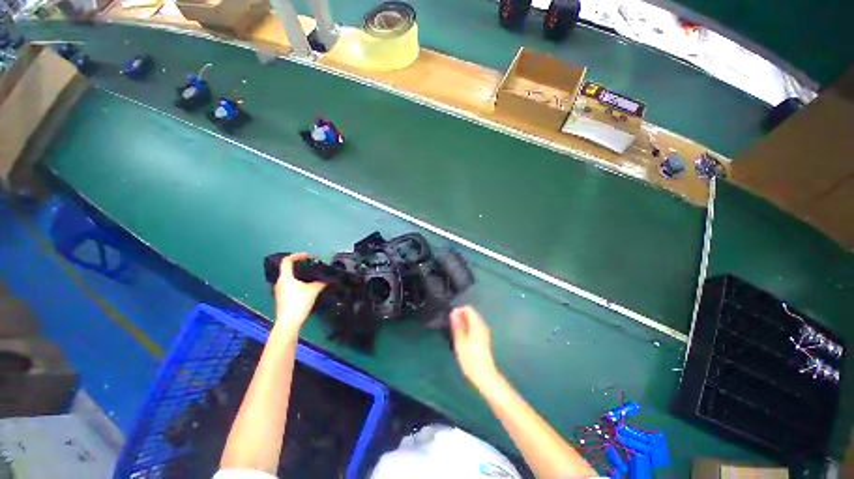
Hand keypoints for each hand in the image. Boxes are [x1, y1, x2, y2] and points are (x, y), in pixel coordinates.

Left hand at [274, 253, 326, 332]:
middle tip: (312, 266)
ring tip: (312, 277)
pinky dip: (298, 283)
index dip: (297, 255)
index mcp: (285, 277)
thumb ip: (321, 282)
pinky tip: (307, 288)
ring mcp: (279, 291)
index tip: (308, 256)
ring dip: (299, 276)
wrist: (289, 322)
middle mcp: (280, 282)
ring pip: (289, 279)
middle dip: (300, 266)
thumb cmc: (299, 303)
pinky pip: (290, 286)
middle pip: (288, 269)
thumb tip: (329, 279)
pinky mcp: (282, 299)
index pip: (287, 261)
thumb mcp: (313, 290)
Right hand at [450, 306, 499, 388]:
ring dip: (463, 323)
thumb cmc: (471, 359)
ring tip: (455, 334)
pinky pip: (474, 327)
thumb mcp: (460, 342)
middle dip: (460, 317)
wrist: (485, 376)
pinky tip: (461, 339)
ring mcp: (484, 332)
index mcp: (477, 324)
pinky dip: (467, 328)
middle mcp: (482, 325)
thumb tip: (453, 312)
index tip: (450, 320)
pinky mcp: (483, 338)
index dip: (458, 311)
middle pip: (470, 313)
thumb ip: (457, 325)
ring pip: (472, 320)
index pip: (468, 308)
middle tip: (451, 328)